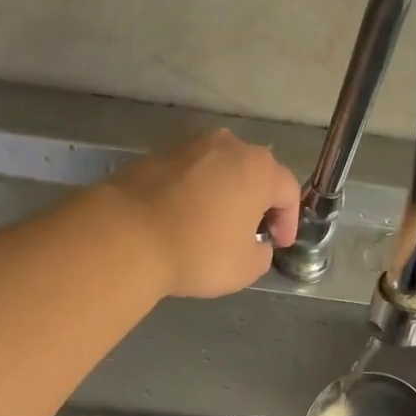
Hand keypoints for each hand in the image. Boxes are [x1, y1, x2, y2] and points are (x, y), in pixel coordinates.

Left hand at [102, 129, 300, 297]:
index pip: (288, 190)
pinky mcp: (155, 156)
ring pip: (219, 170)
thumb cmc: (198, 252)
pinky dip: (194, 194)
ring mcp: (188, 147)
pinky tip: (185, 220)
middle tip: (253, 232)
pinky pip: (187, 176)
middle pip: (254, 172)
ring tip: (217, 225)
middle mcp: (227, 146)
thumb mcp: (246, 268)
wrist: (126, 236)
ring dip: (224, 195)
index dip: (289, 220)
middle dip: (258, 202)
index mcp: (258, 169)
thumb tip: (255, 245)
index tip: (280, 244)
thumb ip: (262, 254)